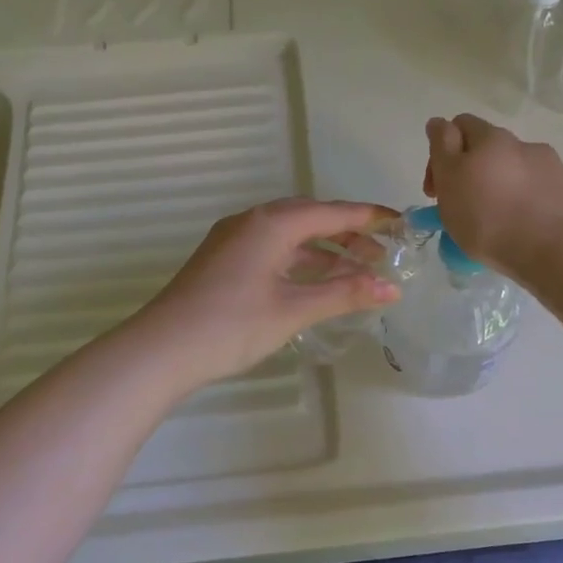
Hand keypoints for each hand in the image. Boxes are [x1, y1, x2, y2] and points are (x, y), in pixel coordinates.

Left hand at [130, 199, 400, 387]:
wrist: (162, 349)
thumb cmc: (232, 325)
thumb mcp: (294, 309)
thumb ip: (345, 294)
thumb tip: (391, 289)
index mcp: (271, 224)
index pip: (331, 212)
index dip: (369, 217)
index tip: (400, 223)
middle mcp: (252, 222)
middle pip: (310, 218)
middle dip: (348, 234)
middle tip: (381, 254)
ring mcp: (234, 240)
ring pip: (290, 236)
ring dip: (324, 250)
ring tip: (357, 271)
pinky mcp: (224, 261)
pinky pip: (273, 250)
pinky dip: (300, 261)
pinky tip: (316, 282)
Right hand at [423, 114, 562, 282]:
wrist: (558, 250)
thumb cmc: (490, 219)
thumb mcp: (450, 181)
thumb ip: (441, 148)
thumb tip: (439, 123)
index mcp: (490, 138)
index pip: (459, 126)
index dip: (441, 153)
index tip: (436, 189)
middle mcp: (522, 144)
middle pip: (489, 150)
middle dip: (473, 172)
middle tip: (464, 207)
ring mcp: (552, 167)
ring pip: (516, 171)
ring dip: (502, 187)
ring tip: (499, 223)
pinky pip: (540, 191)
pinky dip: (528, 203)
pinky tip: (525, 228)